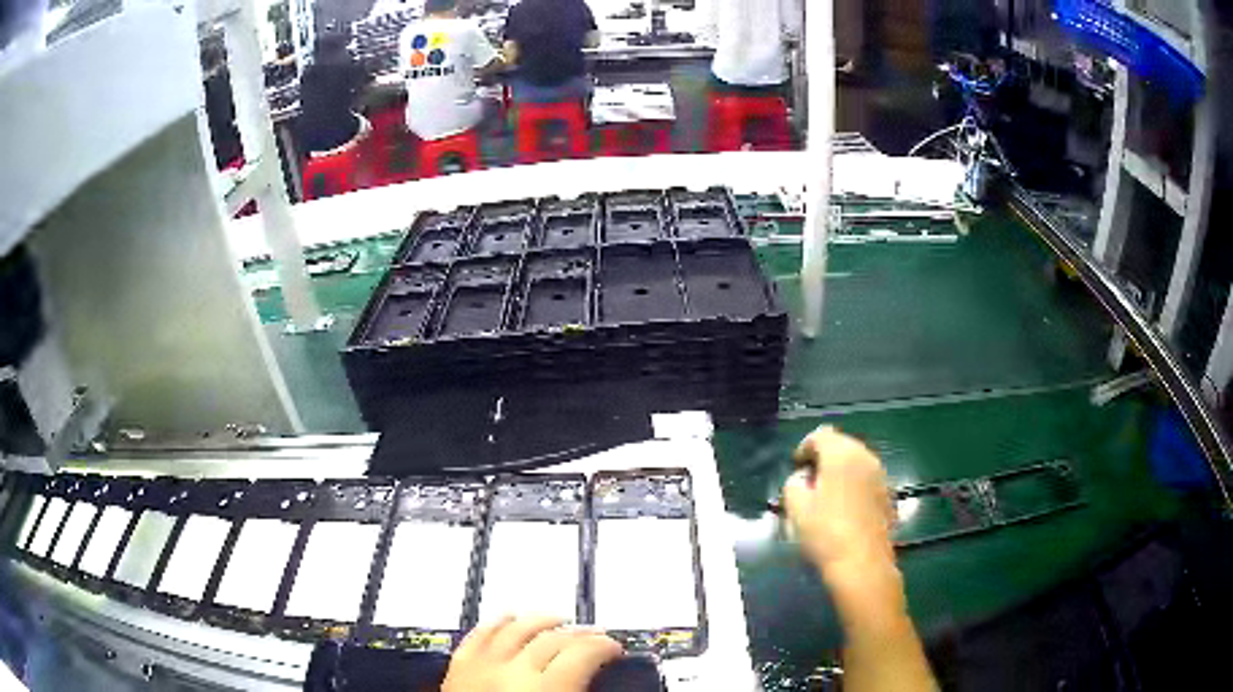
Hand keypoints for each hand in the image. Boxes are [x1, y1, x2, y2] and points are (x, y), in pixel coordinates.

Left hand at [443, 616, 623, 691]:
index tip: (613, 648)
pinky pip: (478, 635)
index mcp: (546, 690)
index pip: (582, 653)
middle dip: (580, 634)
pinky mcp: (458, 668)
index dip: (603, 647)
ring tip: (558, 620)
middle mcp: (512, 672)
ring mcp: (480, 667)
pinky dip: (496, 623)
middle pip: (553, 638)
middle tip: (595, 636)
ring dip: (541, 621)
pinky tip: (508, 618)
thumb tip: (597, 687)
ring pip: (515, 629)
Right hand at [782, 426, 896, 580]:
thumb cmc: (825, 533)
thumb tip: (803, 478)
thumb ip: (794, 483)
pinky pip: (867, 480)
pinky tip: (845, 509)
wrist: (863, 564)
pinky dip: (855, 485)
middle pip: (842, 445)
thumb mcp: (796, 507)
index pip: (821, 435)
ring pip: (857, 462)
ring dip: (841, 472)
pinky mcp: (889, 495)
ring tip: (826, 495)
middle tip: (809, 480)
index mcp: (841, 454)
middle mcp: (866, 457)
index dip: (805, 447)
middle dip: (824, 458)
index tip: (796, 467)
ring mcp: (881, 476)